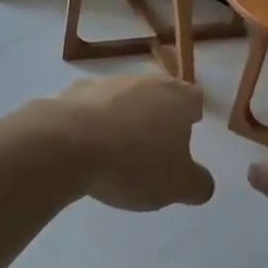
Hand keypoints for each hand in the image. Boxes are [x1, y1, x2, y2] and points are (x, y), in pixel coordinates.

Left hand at [51, 74, 214, 211]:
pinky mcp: (71, 94)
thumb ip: (198, 184)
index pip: (194, 98)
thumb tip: (202, 183)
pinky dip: (93, 123)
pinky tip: (86, 148)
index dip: (193, 114)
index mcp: (176, 98)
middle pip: (158, 94)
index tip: (189, 130)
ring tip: (118, 150)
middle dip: (158, 114)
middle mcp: (144, 82)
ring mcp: (106, 84)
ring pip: (123, 98)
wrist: (65, 146)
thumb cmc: (133, 162)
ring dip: (124, 117)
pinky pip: (90, 109)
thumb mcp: (177, 185)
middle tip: (155, 143)